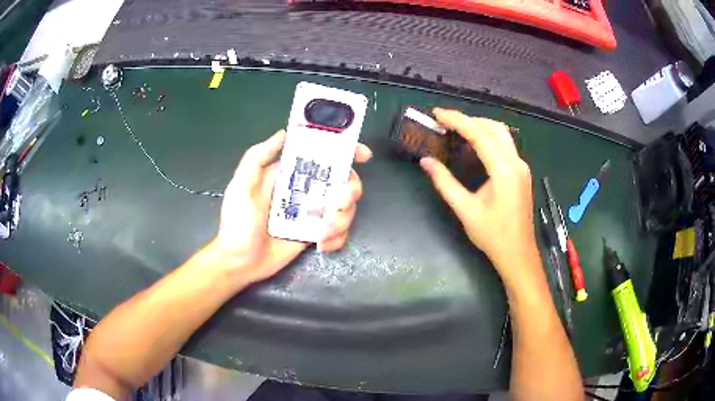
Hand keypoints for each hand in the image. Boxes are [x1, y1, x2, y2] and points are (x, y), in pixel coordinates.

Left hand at [210, 130, 371, 284]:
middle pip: (343, 181)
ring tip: (321, 233)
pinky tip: (322, 245)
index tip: (362, 156)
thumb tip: (284, 133)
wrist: (240, 262)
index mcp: (290, 173)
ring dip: (341, 220)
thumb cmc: (238, 223)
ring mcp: (313, 213)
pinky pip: (340, 231)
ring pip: (345, 208)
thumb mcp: (242, 186)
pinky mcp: (316, 233)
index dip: (346, 151)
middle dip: (348, 192)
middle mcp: (305, 190)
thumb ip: (258, 157)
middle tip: (336, 206)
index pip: (322, 155)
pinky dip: (337, 238)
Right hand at [420, 109, 536, 273]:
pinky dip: (488, 138)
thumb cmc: (493, 235)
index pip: (479, 135)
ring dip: (480, 126)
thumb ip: (445, 183)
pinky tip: (475, 144)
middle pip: (493, 128)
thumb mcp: (465, 210)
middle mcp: (516, 163)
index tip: (437, 113)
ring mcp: (522, 167)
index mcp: (504, 170)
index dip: (457, 120)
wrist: (518, 253)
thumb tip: (426, 162)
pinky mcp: (522, 173)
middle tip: (444, 120)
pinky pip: (505, 145)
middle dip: (468, 120)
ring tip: (457, 128)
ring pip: (502, 134)